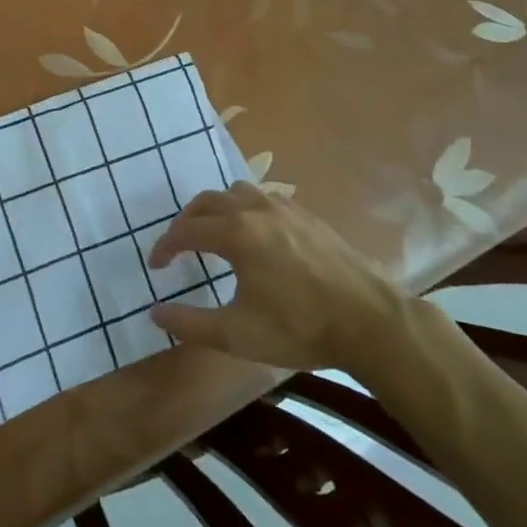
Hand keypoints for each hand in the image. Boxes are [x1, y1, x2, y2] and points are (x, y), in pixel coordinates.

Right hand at [147, 182, 411, 372]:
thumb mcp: (237, 334)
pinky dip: (245, 209)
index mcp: (236, 234)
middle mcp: (256, 210)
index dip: (165, 246)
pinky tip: (254, 235)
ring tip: (212, 234)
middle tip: (178, 247)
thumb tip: (155, 313)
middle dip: (186, 221)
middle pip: (207, 202)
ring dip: (216, 208)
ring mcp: (284, 208)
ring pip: (237, 192)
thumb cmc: (300, 328)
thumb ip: (190, 323)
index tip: (155, 265)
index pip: (186, 230)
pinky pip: (263, 198)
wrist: (370, 321)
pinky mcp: (307, 216)